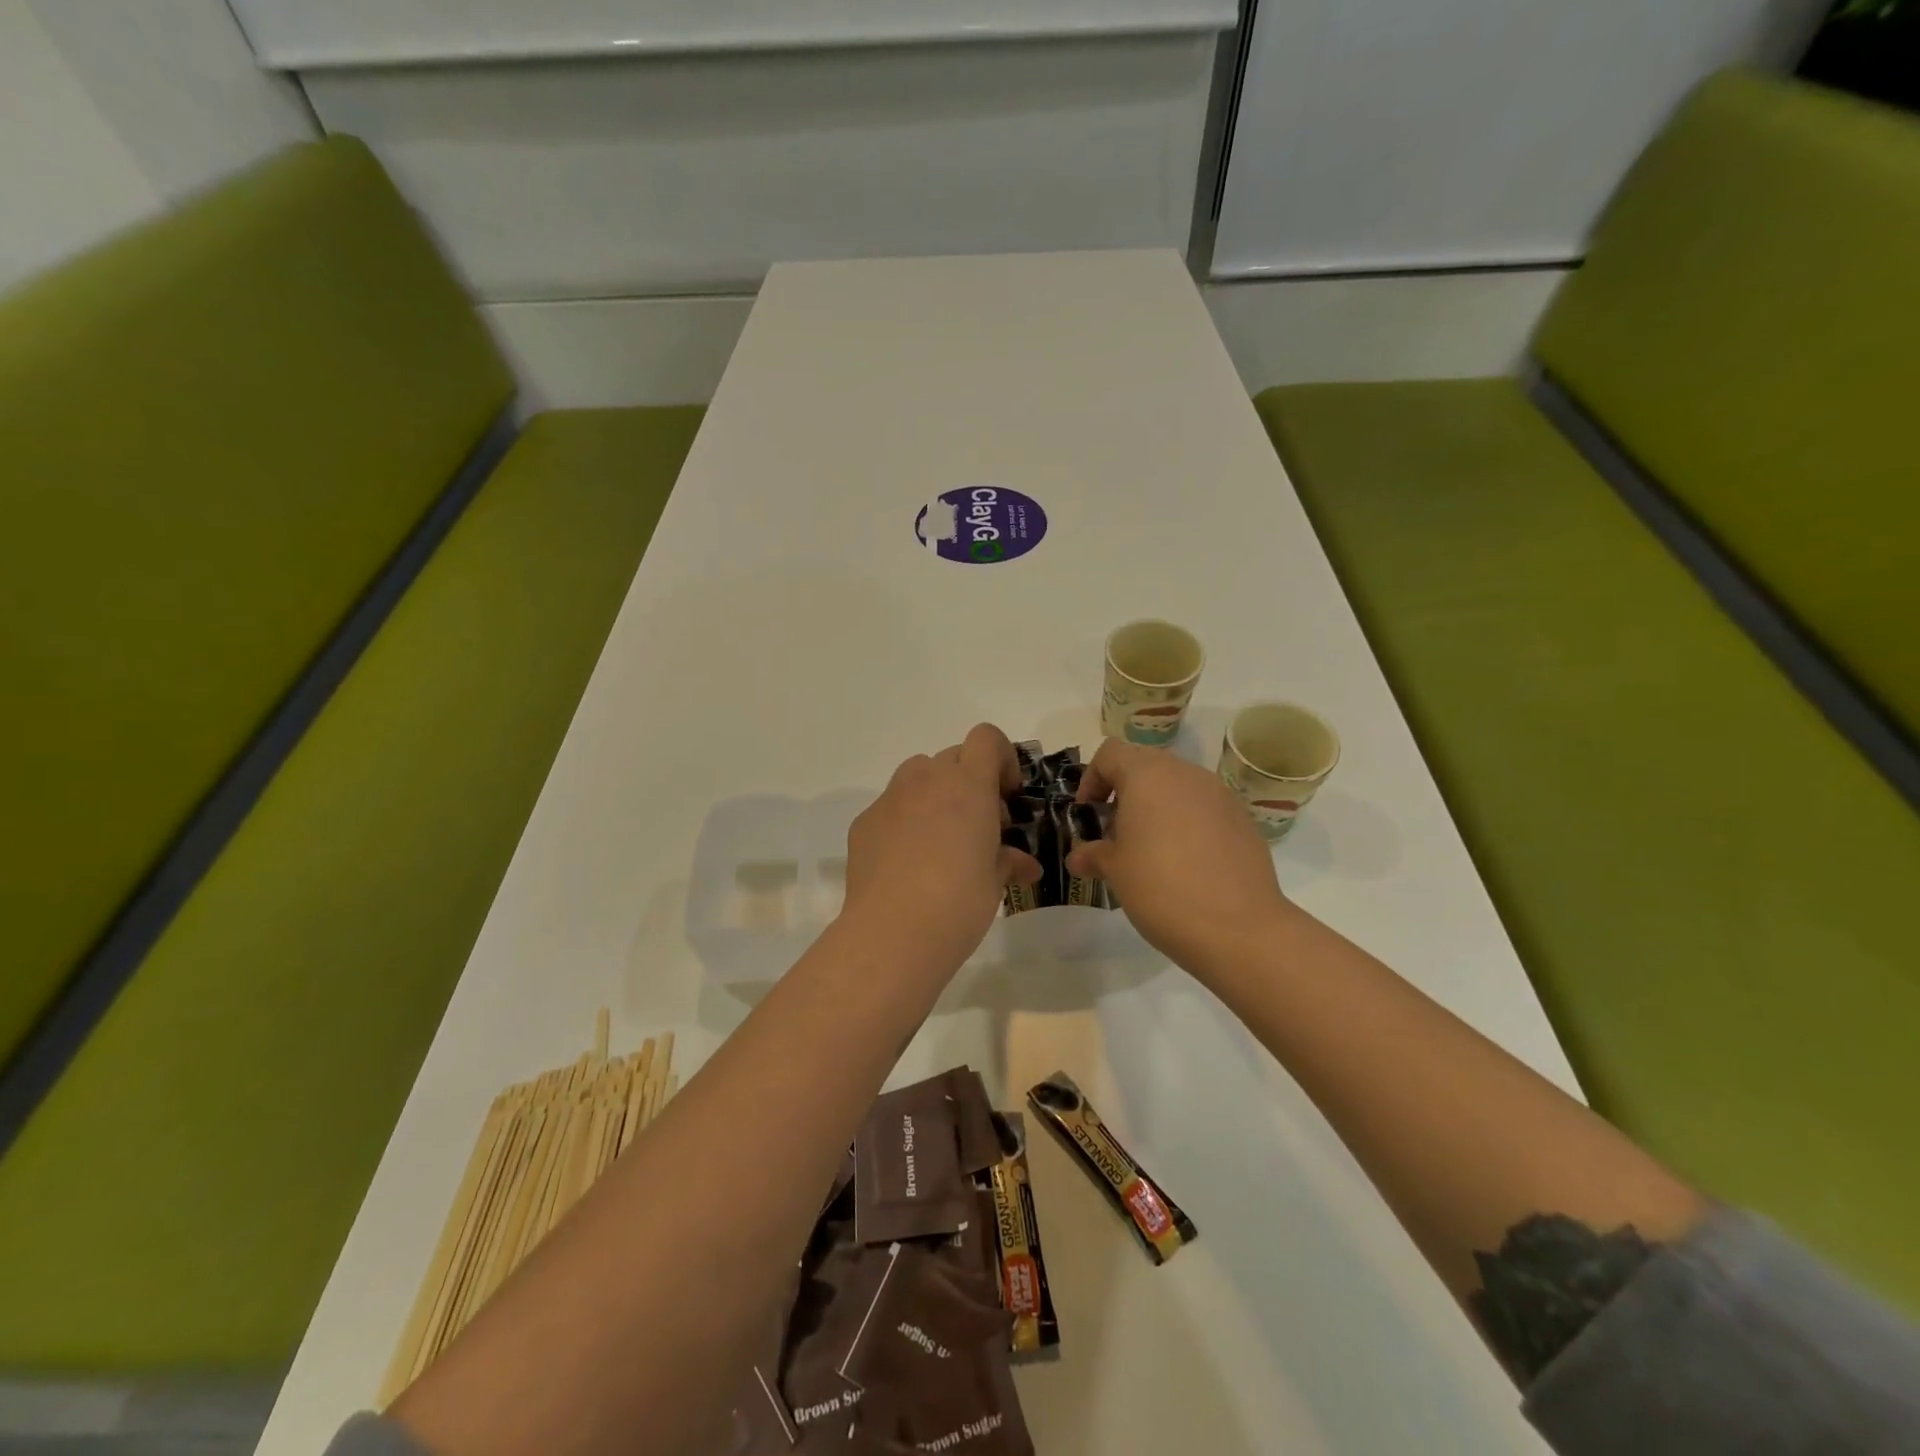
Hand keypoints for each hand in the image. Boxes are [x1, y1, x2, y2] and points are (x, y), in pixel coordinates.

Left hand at [842, 724, 1042, 978]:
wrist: (892, 934)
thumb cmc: (958, 902)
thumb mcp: (995, 882)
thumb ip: (1009, 861)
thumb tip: (1024, 865)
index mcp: (967, 786)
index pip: (987, 738)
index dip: (1002, 758)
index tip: (1007, 795)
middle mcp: (926, 780)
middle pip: (953, 756)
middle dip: (971, 781)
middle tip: (981, 825)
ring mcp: (890, 799)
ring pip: (917, 775)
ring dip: (936, 793)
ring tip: (943, 838)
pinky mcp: (864, 823)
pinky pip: (891, 807)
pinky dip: (905, 820)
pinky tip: (908, 862)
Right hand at [1069, 739, 1295, 978]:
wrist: (1238, 928)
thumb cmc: (1161, 888)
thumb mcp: (1115, 871)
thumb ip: (1093, 854)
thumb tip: (1078, 856)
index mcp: (1148, 776)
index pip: (1111, 754)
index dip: (1092, 779)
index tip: (1088, 814)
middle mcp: (1186, 774)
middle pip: (1145, 766)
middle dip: (1124, 793)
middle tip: (1115, 834)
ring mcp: (1220, 795)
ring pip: (1177, 787)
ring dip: (1157, 807)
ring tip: (1149, 850)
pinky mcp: (1242, 820)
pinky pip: (1204, 808)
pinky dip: (1186, 823)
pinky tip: (1185, 863)